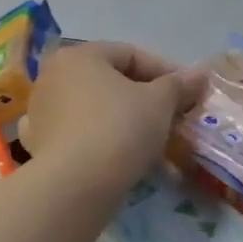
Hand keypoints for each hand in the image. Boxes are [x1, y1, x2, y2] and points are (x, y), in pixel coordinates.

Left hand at [23, 42, 205, 190]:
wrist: (73, 187)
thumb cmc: (118, 129)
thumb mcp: (159, 103)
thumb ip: (179, 85)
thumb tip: (200, 74)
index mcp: (79, 56)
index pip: (130, 54)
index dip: (166, 72)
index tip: (190, 93)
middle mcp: (54, 77)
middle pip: (111, 82)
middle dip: (147, 100)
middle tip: (175, 119)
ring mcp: (43, 112)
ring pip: (97, 110)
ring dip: (128, 122)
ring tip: (156, 145)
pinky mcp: (41, 145)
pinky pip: (81, 135)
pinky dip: (104, 142)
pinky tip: (125, 160)